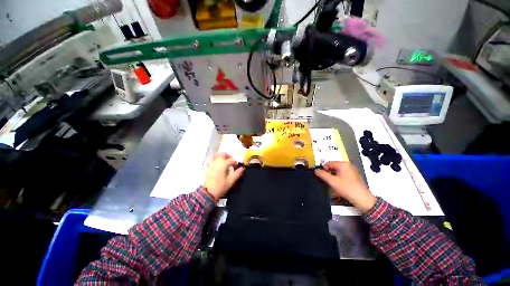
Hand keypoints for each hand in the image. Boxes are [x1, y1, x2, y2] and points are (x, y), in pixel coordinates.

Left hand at [203, 153, 244, 201]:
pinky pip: (211, 160)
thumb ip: (237, 173)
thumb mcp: (231, 181)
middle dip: (227, 155)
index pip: (230, 160)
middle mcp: (216, 163)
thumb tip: (242, 169)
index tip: (237, 165)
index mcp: (223, 165)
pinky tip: (218, 164)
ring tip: (224, 159)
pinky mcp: (207, 168)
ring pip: (215, 156)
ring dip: (220, 155)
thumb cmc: (220, 187)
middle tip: (231, 158)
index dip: (235, 162)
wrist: (208, 193)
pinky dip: (215, 159)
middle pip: (221, 154)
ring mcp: (211, 165)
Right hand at [315, 162, 376, 212]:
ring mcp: (351, 171)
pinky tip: (338, 186)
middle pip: (332, 167)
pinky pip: (342, 175)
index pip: (328, 163)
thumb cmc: (348, 189)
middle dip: (328, 173)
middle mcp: (348, 165)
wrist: (363, 200)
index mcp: (343, 164)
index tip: (321, 176)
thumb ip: (322, 174)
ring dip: (333, 177)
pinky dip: (338, 179)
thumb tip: (316, 170)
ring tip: (333, 184)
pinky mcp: (353, 177)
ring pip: (337, 172)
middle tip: (327, 181)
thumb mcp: (332, 181)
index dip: (323, 169)